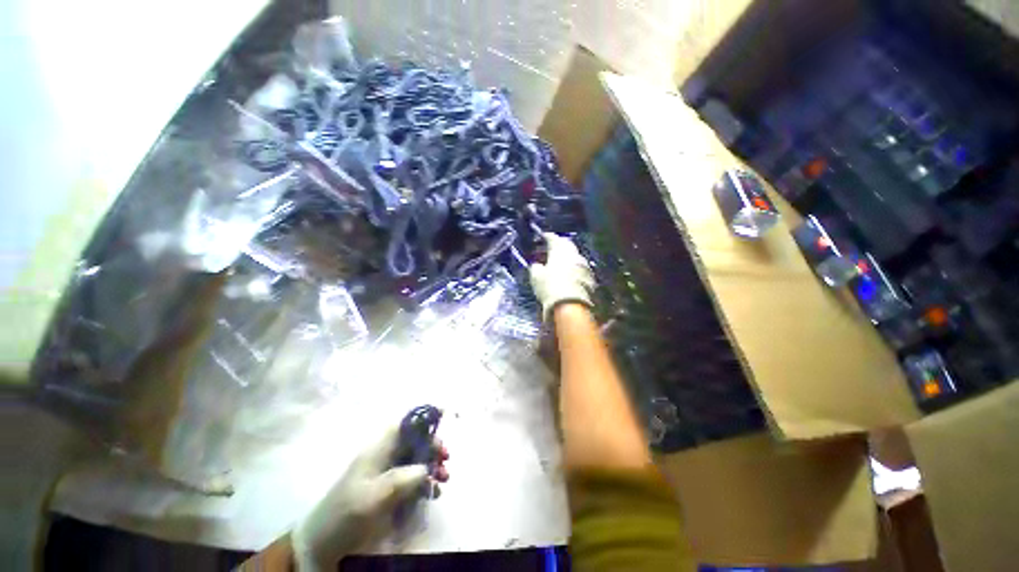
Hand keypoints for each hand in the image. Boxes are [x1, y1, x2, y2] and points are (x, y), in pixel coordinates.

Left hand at [291, 427, 449, 570]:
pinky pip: (413, 481)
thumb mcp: (373, 496)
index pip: (404, 424)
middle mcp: (385, 457)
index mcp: (378, 450)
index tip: (444, 418)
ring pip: (417, 461)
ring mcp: (387, 475)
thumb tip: (428, 467)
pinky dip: (426, 483)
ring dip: (432, 467)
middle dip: (433, 447)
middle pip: (415, 442)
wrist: (324, 544)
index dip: (423, 418)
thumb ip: (402, 478)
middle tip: (446, 459)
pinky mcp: (389, 492)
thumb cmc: (347, 513)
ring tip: (444, 479)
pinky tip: (434, 493)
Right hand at [529, 233, 595, 320]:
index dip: (546, 236)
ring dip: (567, 256)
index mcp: (559, 250)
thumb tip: (537, 264)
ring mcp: (584, 265)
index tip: (542, 237)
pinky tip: (568, 273)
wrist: (570, 305)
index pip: (553, 238)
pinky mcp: (590, 277)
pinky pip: (579, 267)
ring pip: (574, 256)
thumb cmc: (550, 287)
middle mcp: (573, 254)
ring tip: (559, 261)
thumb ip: (536, 267)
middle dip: (559, 244)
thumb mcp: (536, 276)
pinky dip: (573, 267)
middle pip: (566, 244)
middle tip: (551, 248)